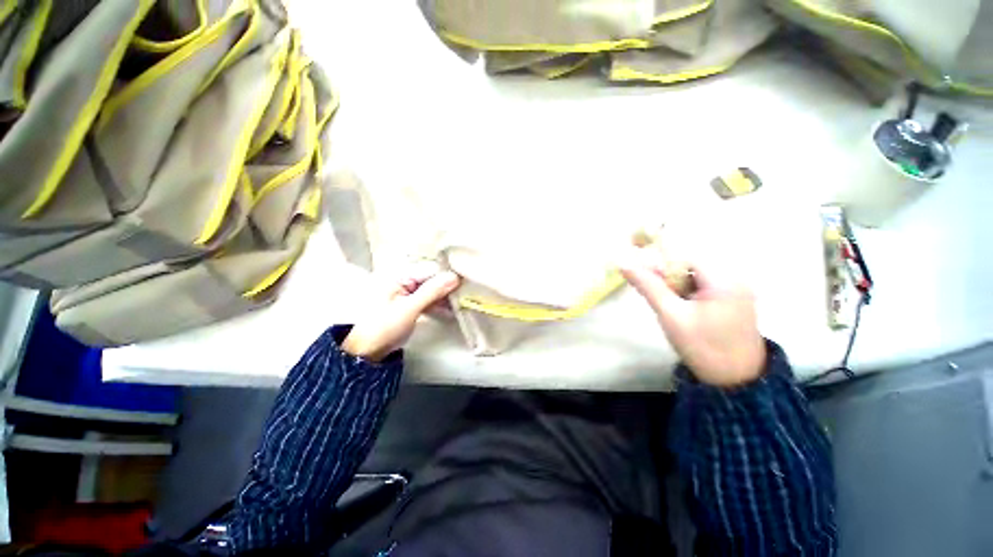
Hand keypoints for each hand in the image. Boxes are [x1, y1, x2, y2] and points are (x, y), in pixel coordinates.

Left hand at [342, 262, 460, 361]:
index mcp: (398, 274)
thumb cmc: (383, 328)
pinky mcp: (405, 304)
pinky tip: (448, 312)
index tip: (466, 285)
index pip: (429, 269)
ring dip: (443, 297)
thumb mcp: (409, 309)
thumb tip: (454, 277)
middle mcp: (400, 279)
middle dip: (447, 287)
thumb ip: (432, 292)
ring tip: (460, 306)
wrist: (367, 350)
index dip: (448, 277)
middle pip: (430, 278)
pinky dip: (436, 305)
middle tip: (465, 297)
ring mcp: (403, 292)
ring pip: (429, 289)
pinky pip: (425, 299)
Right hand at [619, 247, 765, 386]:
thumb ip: (650, 287)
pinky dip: (702, 294)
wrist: (736, 380)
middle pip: (696, 264)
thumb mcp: (674, 320)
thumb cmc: (704, 350)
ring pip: (705, 275)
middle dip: (676, 279)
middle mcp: (736, 274)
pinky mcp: (744, 298)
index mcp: (721, 276)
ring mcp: (742, 286)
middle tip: (667, 304)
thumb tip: (623, 263)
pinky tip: (698, 316)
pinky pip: (716, 285)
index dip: (664, 267)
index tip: (650, 284)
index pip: (685, 256)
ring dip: (688, 287)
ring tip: (682, 313)